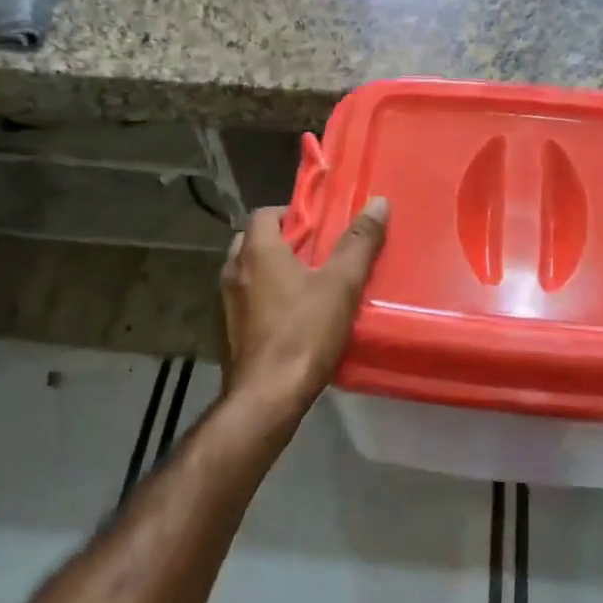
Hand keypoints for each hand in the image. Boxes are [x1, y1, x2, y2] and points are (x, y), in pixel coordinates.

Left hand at [220, 198, 389, 425]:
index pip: (265, 213)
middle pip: (252, 241)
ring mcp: (224, 304)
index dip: (292, 214)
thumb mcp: (341, 285)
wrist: (265, 399)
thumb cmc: (303, 333)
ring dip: (270, 272)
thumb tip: (379, 203)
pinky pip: (244, 301)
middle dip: (281, 242)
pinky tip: (289, 318)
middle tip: (315, 253)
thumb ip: (359, 242)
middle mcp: (232, 271)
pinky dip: (262, 299)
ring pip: (247, 272)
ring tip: (305, 285)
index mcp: (256, 251)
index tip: (319, 226)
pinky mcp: (224, 333)